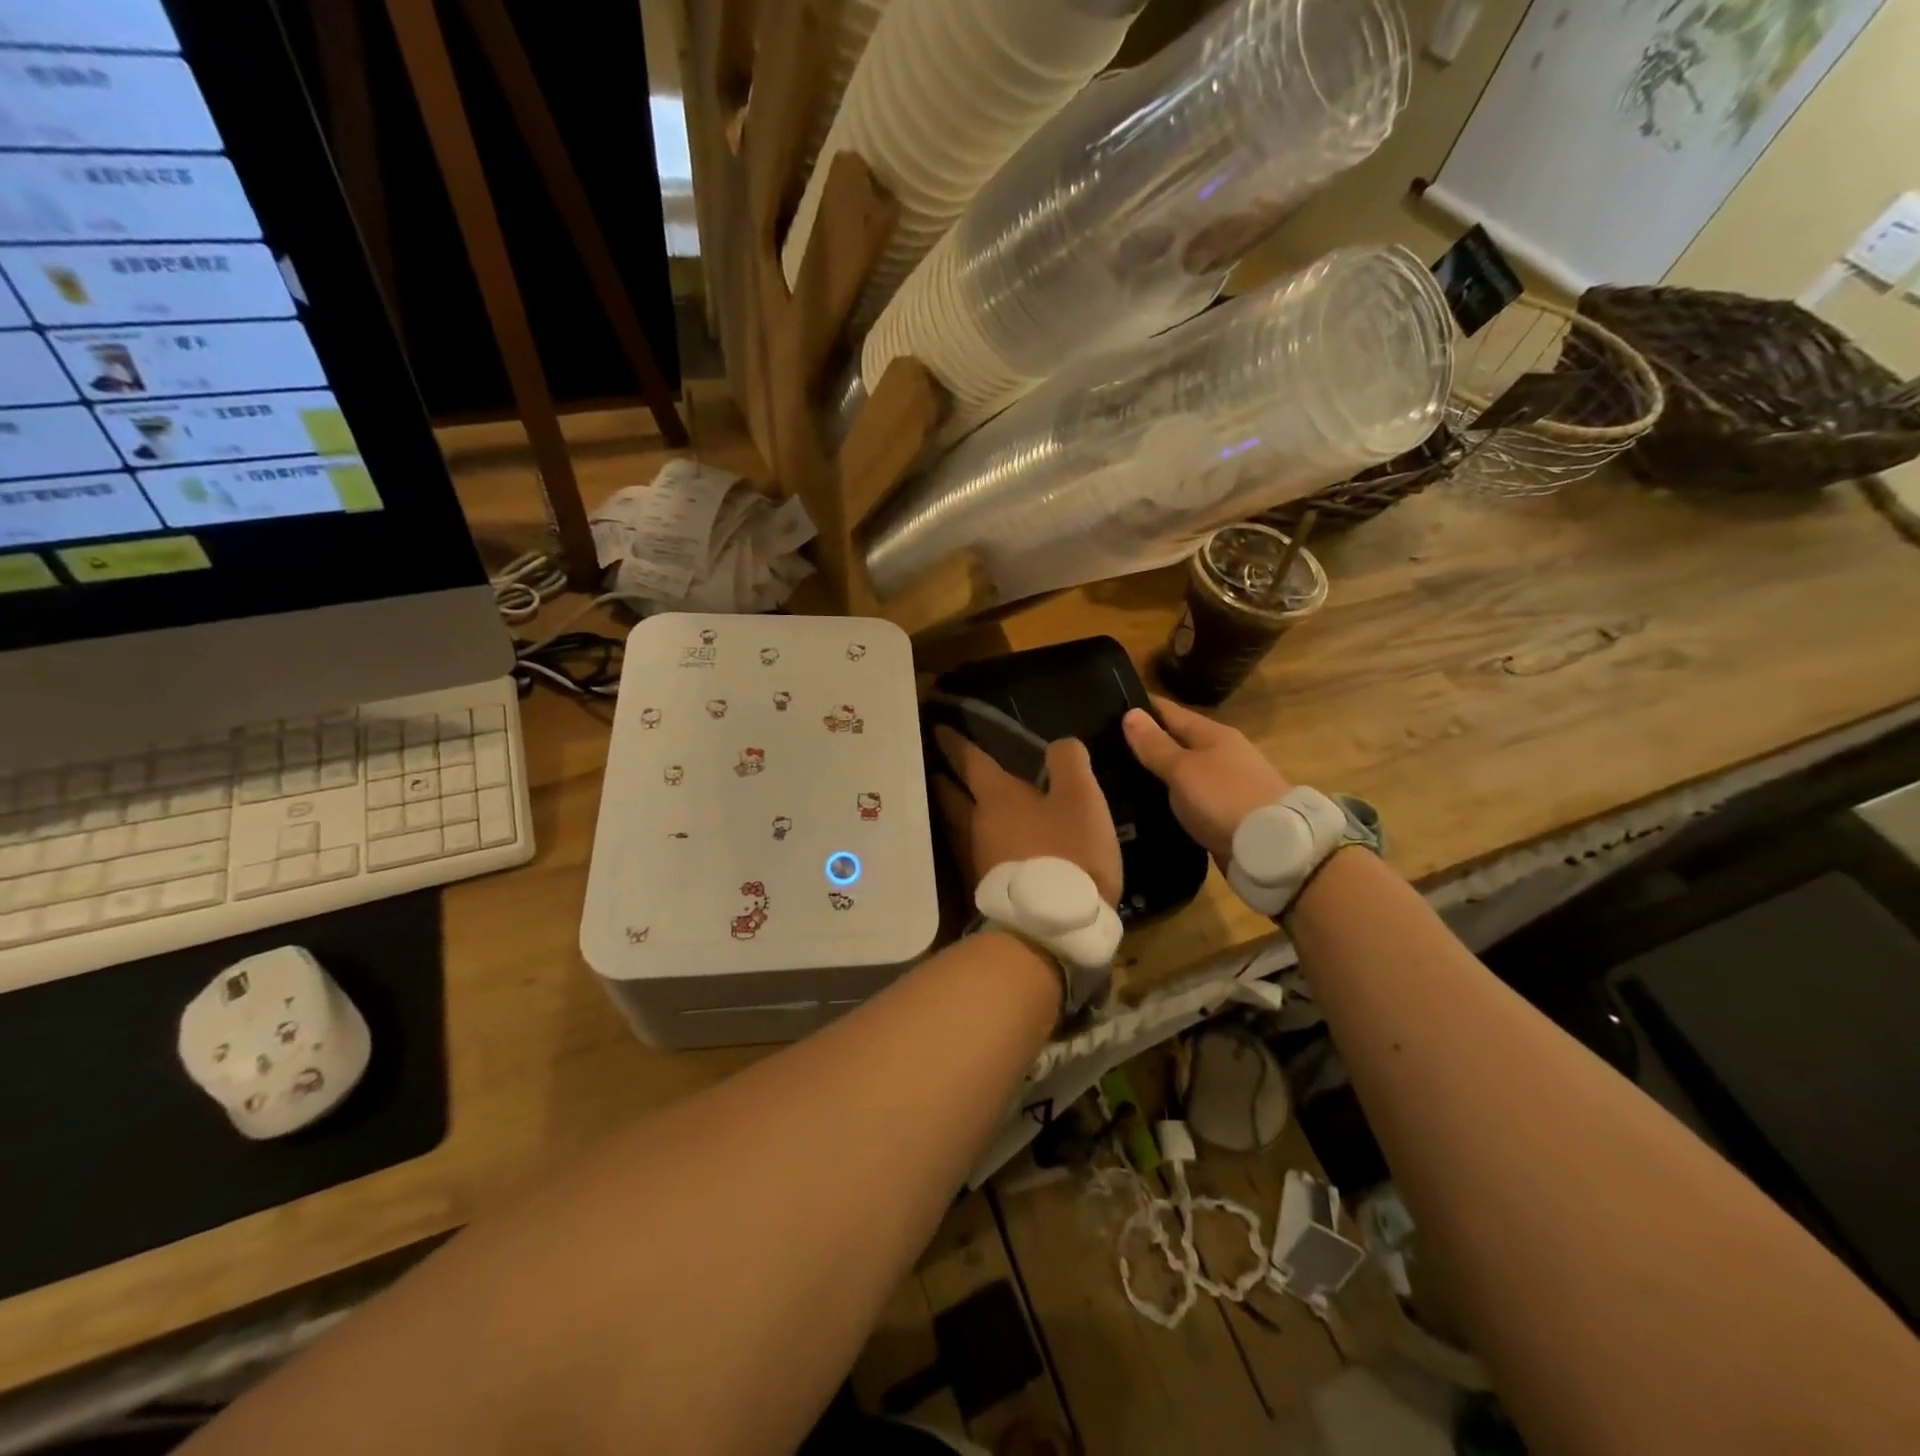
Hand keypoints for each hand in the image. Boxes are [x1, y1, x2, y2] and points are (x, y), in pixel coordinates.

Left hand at [933, 728, 1122, 907]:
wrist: (1051, 927)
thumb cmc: (1067, 851)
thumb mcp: (1081, 798)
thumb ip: (1069, 763)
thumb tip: (1059, 745)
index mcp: (996, 797)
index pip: (970, 761)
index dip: (956, 743)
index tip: (938, 730)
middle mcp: (976, 825)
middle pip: (952, 796)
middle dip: (944, 779)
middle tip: (934, 767)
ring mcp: (977, 860)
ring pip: (958, 826)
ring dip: (954, 811)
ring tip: (954, 802)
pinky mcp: (985, 889)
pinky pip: (972, 853)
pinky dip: (972, 841)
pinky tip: (981, 845)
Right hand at [1122, 695, 1291, 862]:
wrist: (1273, 846)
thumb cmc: (1224, 798)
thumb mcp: (1183, 769)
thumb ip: (1155, 745)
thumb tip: (1130, 713)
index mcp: (1213, 733)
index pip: (1170, 711)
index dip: (1142, 708)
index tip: (1111, 708)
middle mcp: (1223, 752)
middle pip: (1179, 740)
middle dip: (1149, 741)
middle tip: (1109, 747)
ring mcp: (1229, 782)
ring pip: (1186, 769)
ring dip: (1161, 770)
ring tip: (1124, 776)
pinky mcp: (1229, 810)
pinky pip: (1193, 795)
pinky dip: (1174, 795)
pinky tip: (1155, 803)